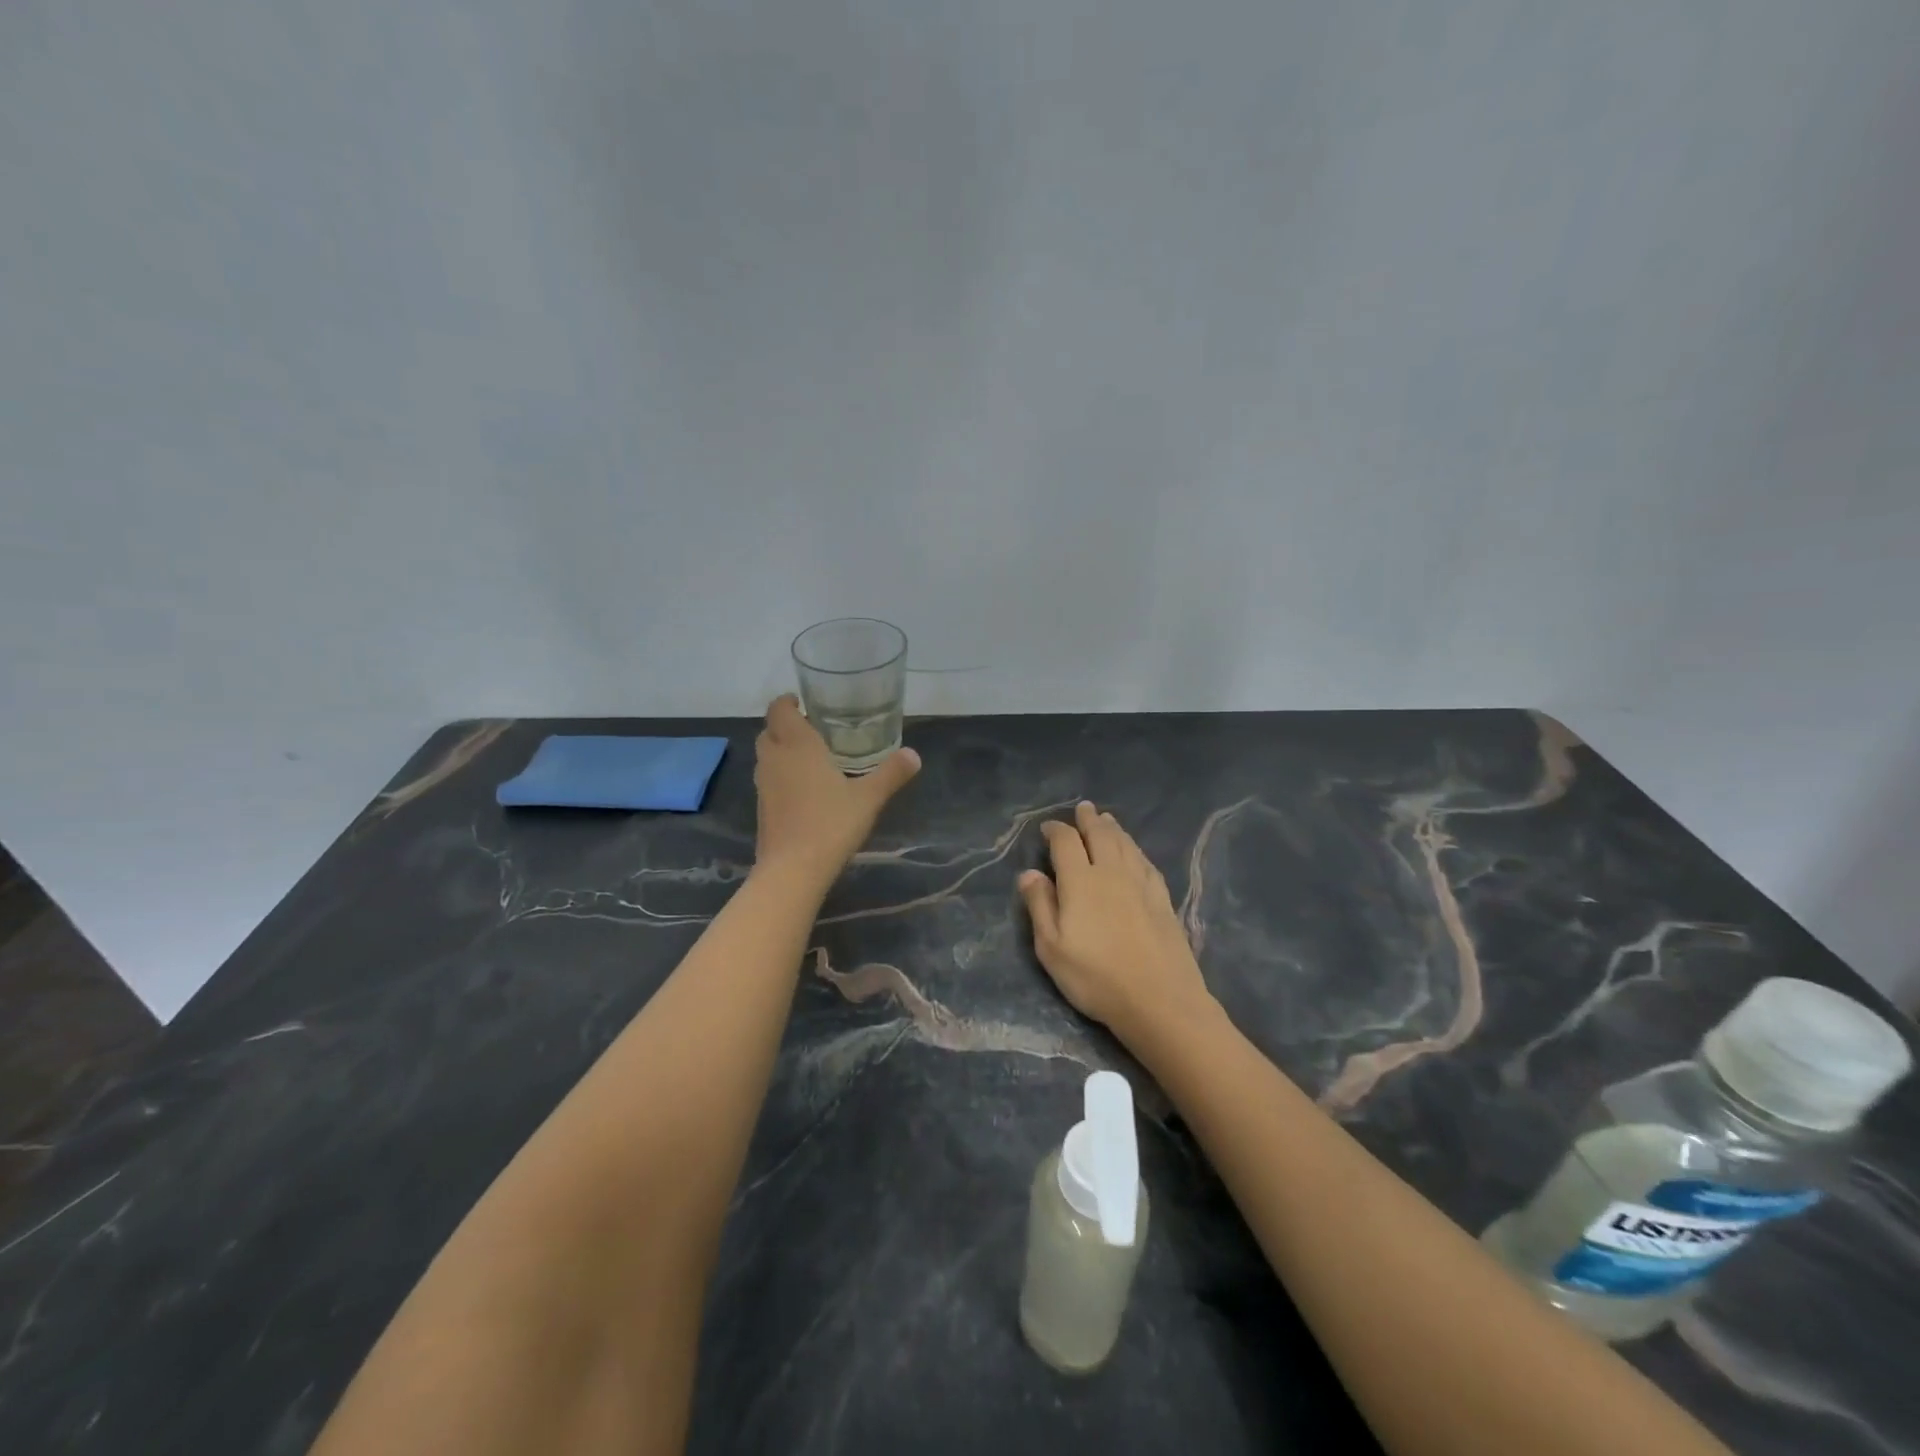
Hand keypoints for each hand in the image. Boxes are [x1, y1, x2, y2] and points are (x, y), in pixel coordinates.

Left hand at [752, 695, 919, 881]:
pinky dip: (781, 776)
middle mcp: (775, 759)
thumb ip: (891, 773)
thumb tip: (914, 755)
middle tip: (812, 730)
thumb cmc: (831, 823)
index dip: (787, 702)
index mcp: (797, 745)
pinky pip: (768, 780)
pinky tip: (804, 790)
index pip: (778, 709)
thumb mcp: (869, 797)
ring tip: (810, 758)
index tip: (803, 702)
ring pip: (767, 756)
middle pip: (769, 731)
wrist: (793, 869)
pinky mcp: (761, 809)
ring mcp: (763, 785)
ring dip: (781, 751)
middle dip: (785, 726)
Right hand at [1018, 802, 1215, 1047]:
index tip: (1048, 828)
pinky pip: (1146, 863)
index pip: (1066, 843)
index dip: (1056, 831)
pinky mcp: (1162, 899)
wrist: (1159, 1000)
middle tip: (1084, 808)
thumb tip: (1029, 873)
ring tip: (1107, 820)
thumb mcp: (1052, 948)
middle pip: (1100, 835)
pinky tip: (1135, 853)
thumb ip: (1040, 906)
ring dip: (1114, 829)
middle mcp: (1111, 873)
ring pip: (1126, 845)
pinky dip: (1136, 850)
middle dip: (1089, 820)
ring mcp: (1141, 884)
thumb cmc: (1096, 977)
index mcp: (1080, 882)